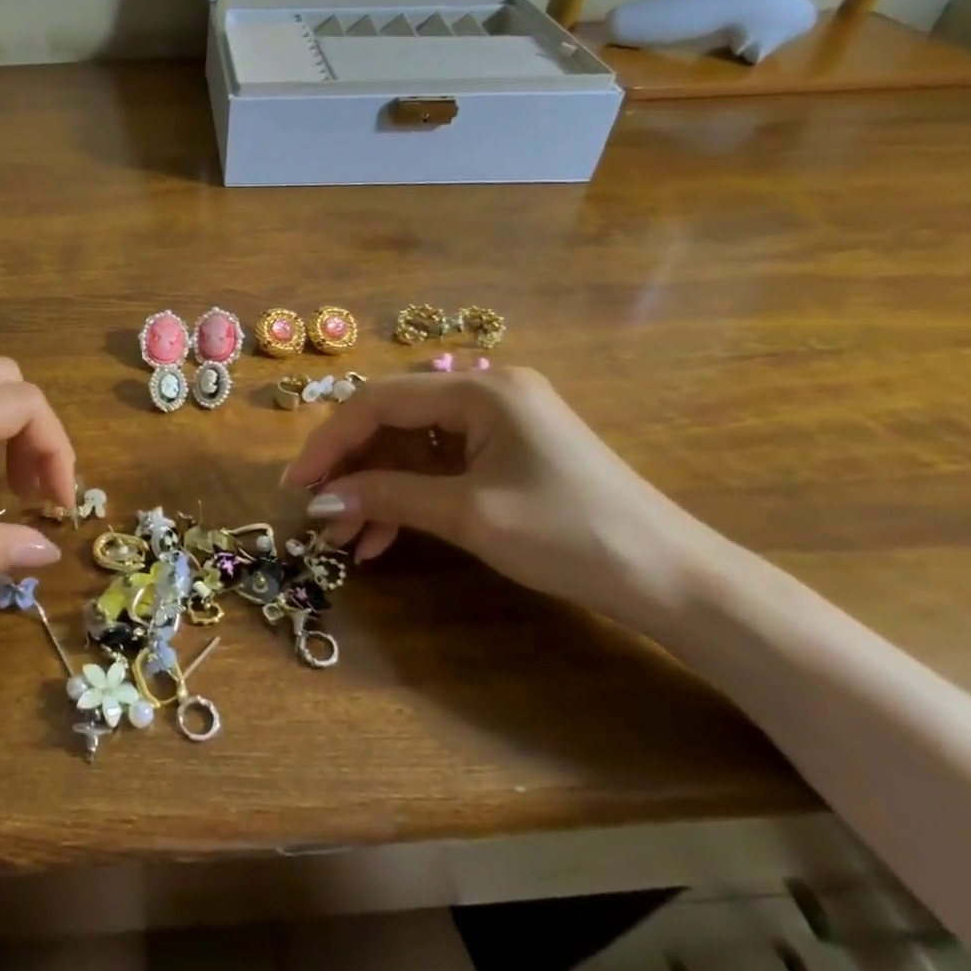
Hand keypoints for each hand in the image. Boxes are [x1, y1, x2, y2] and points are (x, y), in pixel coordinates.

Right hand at [281, 368, 726, 630]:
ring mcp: (497, 424)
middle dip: (353, 470)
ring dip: (376, 490)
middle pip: (393, 422)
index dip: (330, 442)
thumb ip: (387, 497)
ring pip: (412, 449)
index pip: (379, 402)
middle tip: (321, 516)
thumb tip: (319, 501)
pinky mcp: (506, 455)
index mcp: (480, 390)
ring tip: (348, 539)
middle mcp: (485, 393)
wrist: (673, 580)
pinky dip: (409, 498)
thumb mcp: (468, 514)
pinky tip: (384, 537)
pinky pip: (439, 467)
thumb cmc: (570, 535)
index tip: (297, 485)